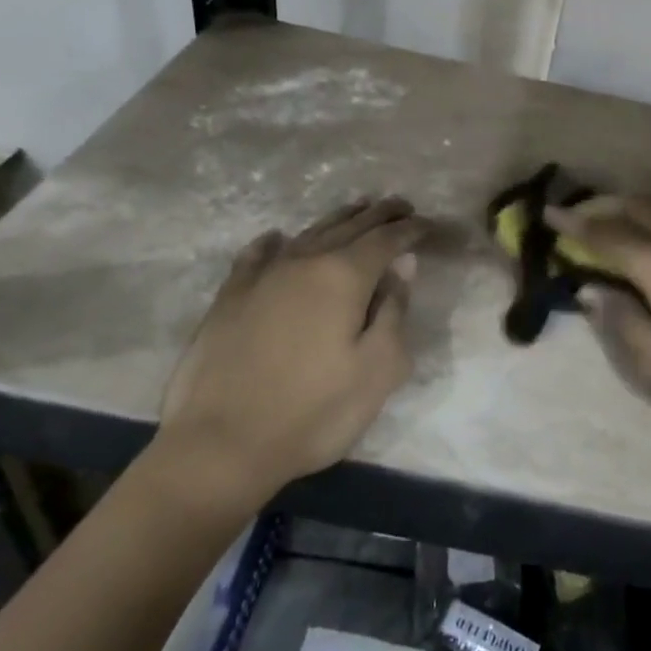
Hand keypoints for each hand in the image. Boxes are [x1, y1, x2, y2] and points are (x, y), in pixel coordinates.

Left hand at [153, 198, 425, 509]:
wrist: (222, 444)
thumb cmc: (315, 411)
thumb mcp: (378, 369)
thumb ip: (395, 311)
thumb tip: (403, 266)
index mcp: (344, 277)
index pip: (386, 240)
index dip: (410, 229)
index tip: (428, 224)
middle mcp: (304, 262)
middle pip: (349, 226)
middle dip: (379, 214)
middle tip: (401, 205)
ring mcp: (262, 276)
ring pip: (308, 234)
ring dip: (338, 219)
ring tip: (357, 210)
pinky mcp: (230, 297)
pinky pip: (257, 255)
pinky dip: (275, 242)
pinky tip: (277, 238)